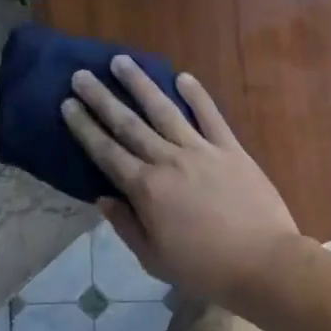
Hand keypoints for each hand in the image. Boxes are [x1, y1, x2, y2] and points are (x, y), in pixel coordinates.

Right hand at [61, 56, 300, 305]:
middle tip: (82, 74)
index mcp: (146, 189)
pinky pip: (211, 116)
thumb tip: (103, 198)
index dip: (85, 127)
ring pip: (165, 110)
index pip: (106, 152)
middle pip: (129, 124)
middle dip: (102, 98)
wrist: (263, 262)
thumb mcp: (154, 259)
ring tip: (122, 61)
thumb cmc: (205, 269)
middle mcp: (169, 161)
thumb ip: (127, 225)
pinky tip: (183, 76)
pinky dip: (197, 95)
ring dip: (141, 85)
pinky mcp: (231, 149)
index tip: (67, 104)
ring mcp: (202, 150)